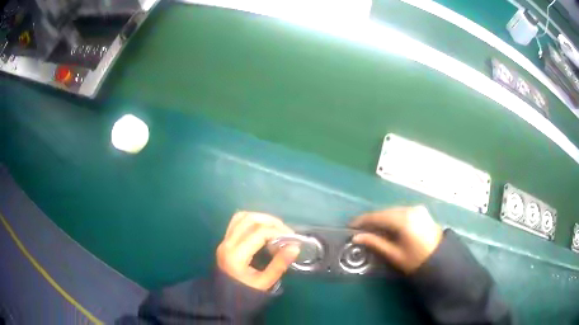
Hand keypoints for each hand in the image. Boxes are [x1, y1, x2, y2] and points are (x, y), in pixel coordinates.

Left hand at [217, 211, 300, 291]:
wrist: (225, 299)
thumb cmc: (245, 293)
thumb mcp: (265, 283)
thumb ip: (279, 264)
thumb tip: (295, 246)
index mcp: (236, 255)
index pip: (259, 233)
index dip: (277, 231)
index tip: (291, 238)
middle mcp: (227, 243)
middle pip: (249, 220)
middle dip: (270, 221)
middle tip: (285, 231)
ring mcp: (224, 240)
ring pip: (242, 217)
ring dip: (260, 218)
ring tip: (275, 228)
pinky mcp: (224, 241)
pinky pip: (236, 222)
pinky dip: (251, 220)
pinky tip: (261, 228)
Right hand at [350, 206, 442, 273]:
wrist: (441, 260)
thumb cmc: (416, 260)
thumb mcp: (394, 254)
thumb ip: (375, 243)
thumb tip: (356, 237)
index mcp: (404, 220)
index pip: (378, 216)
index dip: (362, 221)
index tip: (350, 226)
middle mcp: (410, 209)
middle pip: (385, 212)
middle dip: (372, 220)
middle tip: (360, 229)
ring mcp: (417, 209)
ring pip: (393, 211)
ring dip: (382, 218)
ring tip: (371, 229)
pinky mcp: (421, 211)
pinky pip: (401, 212)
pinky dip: (392, 218)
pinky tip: (387, 226)